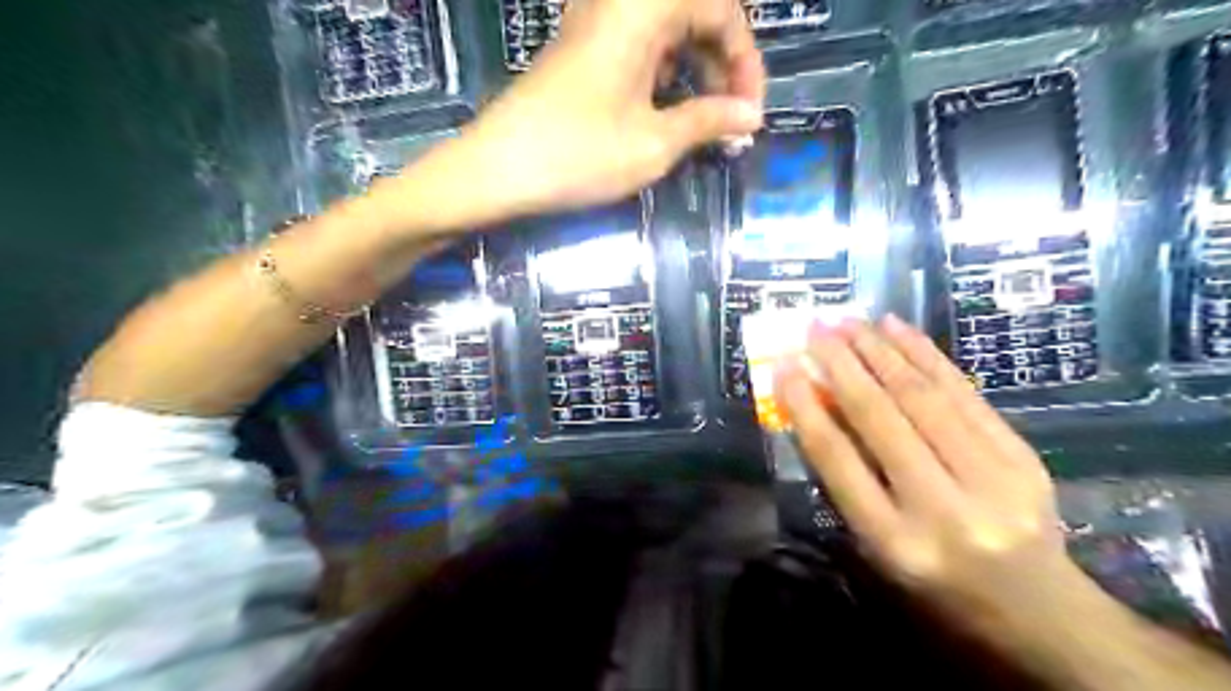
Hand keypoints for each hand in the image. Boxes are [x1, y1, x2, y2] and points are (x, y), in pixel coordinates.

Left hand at [383, 0, 766, 230]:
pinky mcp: (581, 49)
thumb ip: (709, 121)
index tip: (751, 114)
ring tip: (706, 123)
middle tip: (733, 119)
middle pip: (695, 14)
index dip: (746, 62)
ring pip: (667, 31)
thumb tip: (750, 116)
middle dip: (723, 66)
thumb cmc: (579, 155)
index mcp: (644, 8)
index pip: (722, 11)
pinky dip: (663, 76)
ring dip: (695, 71)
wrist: (496, 170)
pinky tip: (666, 112)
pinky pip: (638, 46)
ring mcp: (596, 24)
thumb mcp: (654, 143)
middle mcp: (620, 3)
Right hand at [773, 315, 1090, 639]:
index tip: (785, 367)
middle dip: (843, 365)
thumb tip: (817, 407)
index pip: (839, 461)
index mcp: (896, 542)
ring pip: (924, 398)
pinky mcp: (1022, 457)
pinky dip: (926, 355)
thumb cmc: (937, 584)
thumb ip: (847, 480)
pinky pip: (965, 394)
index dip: (806, 408)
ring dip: (881, 350)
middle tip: (816, 328)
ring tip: (850, 321)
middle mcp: (944, 509)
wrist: (1039, 610)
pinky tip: (898, 329)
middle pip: (883, 419)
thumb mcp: (878, 546)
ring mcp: (993, 480)